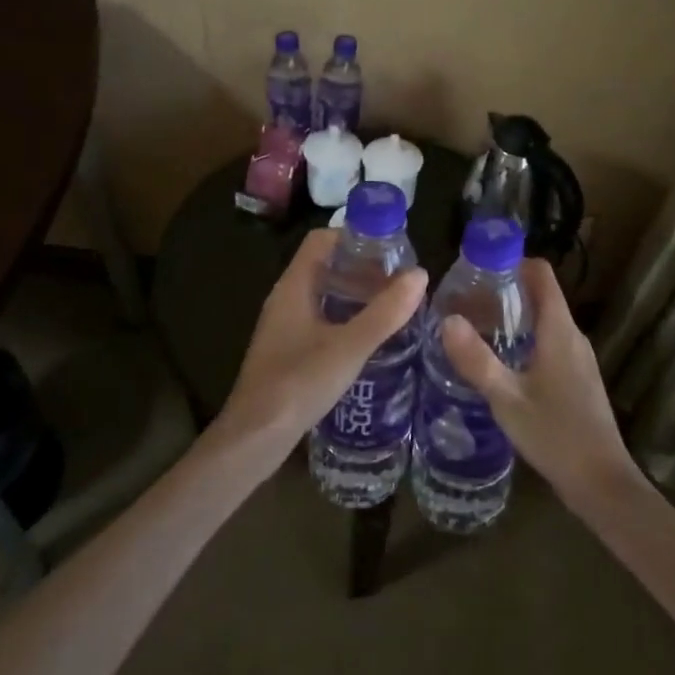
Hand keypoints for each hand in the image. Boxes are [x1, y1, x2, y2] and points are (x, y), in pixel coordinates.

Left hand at [216, 229, 428, 459]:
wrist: (255, 438)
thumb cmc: (298, 384)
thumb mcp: (349, 347)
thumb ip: (385, 312)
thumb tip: (420, 274)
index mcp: (293, 287)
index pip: (321, 240)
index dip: (354, 236)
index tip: (390, 247)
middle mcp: (285, 299)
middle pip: (325, 266)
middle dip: (361, 266)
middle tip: (400, 278)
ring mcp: (284, 326)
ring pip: (323, 295)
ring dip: (355, 294)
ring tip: (393, 304)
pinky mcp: (288, 350)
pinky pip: (320, 319)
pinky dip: (345, 318)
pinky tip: (370, 337)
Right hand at [441, 259, 643, 506]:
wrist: (601, 483)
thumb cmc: (555, 435)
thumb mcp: (507, 398)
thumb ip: (476, 359)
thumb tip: (446, 319)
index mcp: (559, 329)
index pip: (541, 273)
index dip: (512, 262)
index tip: (478, 270)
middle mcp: (573, 335)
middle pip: (540, 295)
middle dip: (503, 292)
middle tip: (464, 302)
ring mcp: (578, 358)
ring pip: (544, 321)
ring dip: (512, 318)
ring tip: (474, 329)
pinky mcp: (578, 378)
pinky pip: (549, 342)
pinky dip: (524, 339)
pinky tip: (499, 363)